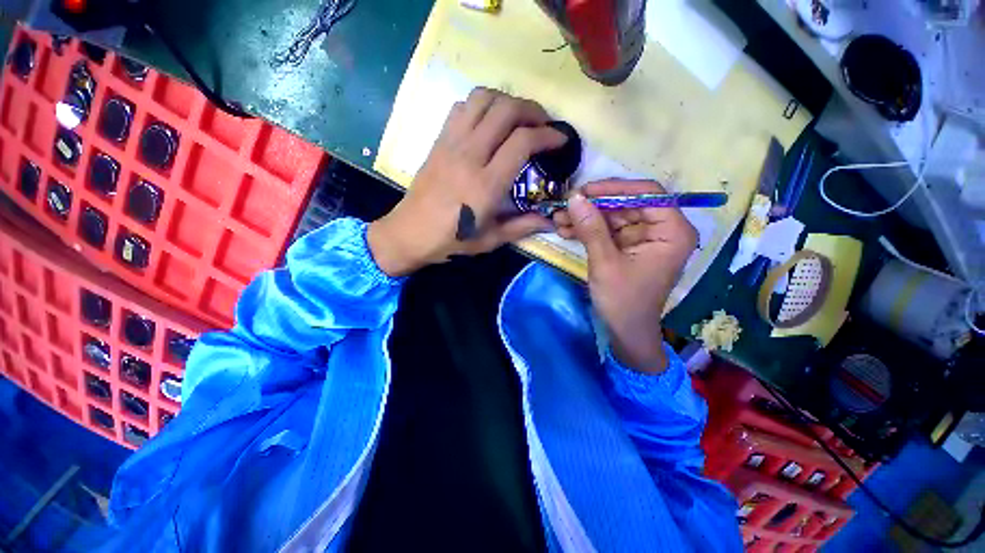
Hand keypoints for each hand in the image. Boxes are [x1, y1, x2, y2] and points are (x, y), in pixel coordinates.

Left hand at [368, 88, 566, 276]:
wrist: (410, 233)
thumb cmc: (452, 241)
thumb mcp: (491, 239)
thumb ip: (523, 226)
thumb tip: (551, 221)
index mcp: (486, 184)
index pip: (522, 141)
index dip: (548, 135)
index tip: (560, 139)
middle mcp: (469, 156)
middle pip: (505, 110)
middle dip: (532, 110)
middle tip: (543, 124)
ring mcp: (451, 144)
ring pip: (482, 99)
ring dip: (506, 101)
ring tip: (518, 118)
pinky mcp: (439, 141)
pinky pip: (461, 107)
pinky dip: (481, 105)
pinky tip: (488, 123)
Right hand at [553, 180, 696, 373]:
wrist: (625, 331)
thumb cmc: (623, 301)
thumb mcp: (605, 263)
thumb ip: (591, 229)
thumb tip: (574, 198)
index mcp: (672, 232)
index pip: (648, 194)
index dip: (615, 187)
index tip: (584, 191)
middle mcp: (662, 229)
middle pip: (626, 203)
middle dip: (593, 205)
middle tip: (564, 206)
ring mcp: (644, 237)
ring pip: (613, 216)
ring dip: (585, 217)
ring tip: (558, 219)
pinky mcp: (628, 245)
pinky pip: (607, 230)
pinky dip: (587, 229)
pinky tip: (566, 230)